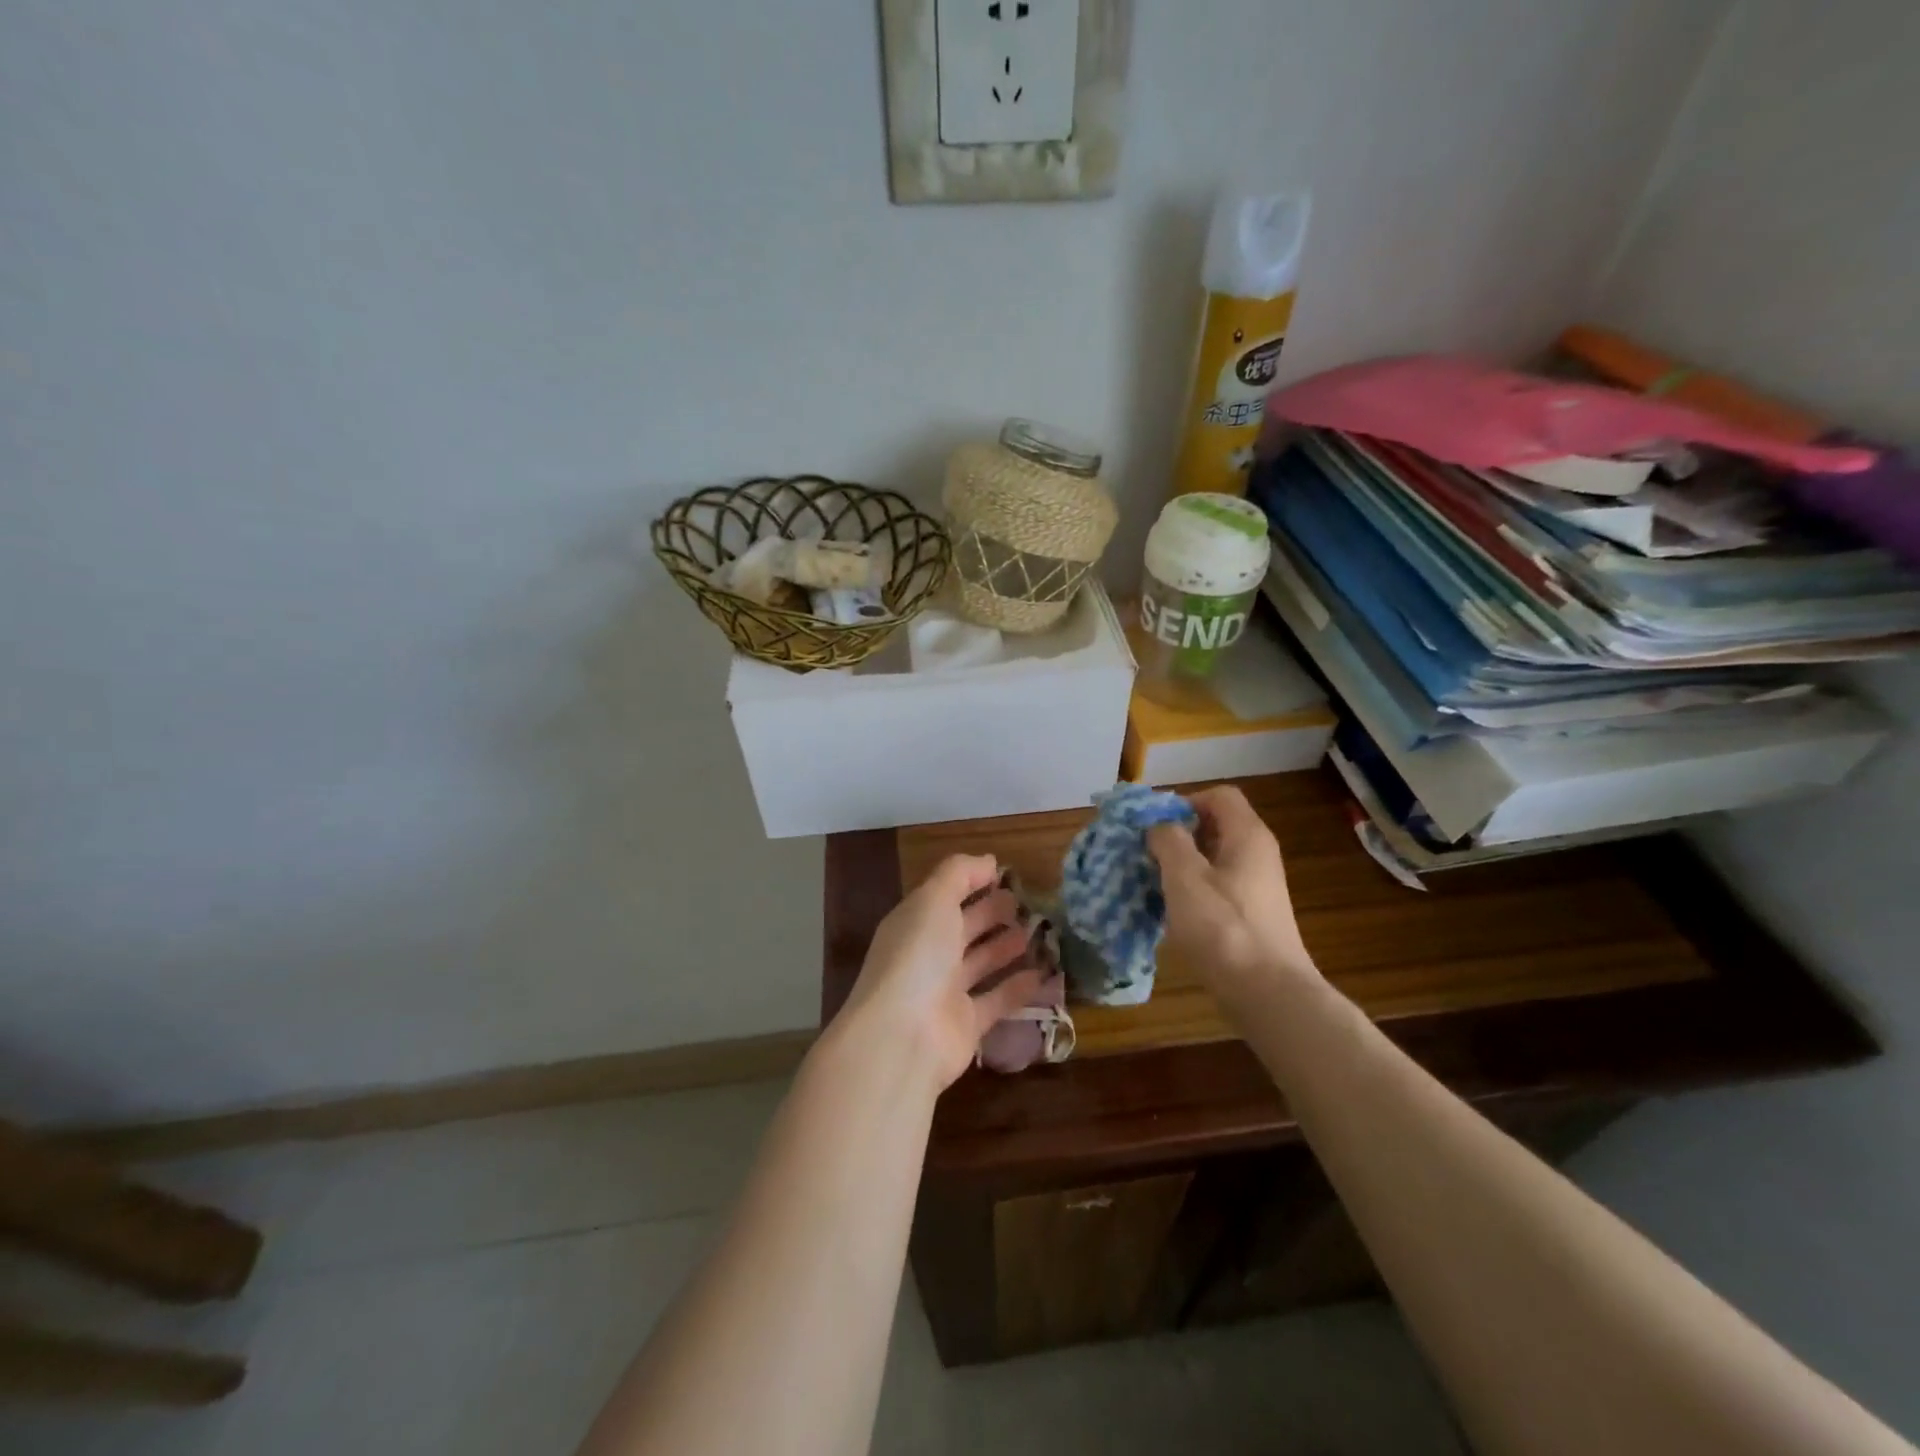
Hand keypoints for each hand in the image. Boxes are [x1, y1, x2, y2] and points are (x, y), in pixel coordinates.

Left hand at [839, 855, 1044, 1090]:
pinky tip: (1042, 973)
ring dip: (1005, 947)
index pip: (945, 895)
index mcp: (915, 922)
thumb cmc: (917, 957)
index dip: (972, 882)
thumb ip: (959, 874)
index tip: (1006, 874)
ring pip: (980, 963)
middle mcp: (928, 955)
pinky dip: (1017, 987)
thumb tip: (988, 860)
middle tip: (1026, 902)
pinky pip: (996, 1000)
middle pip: (963, 928)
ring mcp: (946, 991)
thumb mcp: (933, 900)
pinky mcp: (967, 1025)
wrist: (903, 1036)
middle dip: (991, 913)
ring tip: (1036, 932)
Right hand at [1147, 786, 1316, 997]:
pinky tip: (1171, 912)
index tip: (1155, 826)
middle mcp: (1257, 854)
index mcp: (1247, 836)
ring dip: (1180, 865)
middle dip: (1177, 834)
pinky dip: (1192, 890)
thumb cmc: (1223, 928)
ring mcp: (1257, 886)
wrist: (1268, 994)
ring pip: (1213, 858)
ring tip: (1152, 883)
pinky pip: (1217, 887)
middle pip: (1215, 825)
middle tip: (1146, 854)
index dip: (1184, 802)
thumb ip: (1168, 841)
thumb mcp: (1185, 877)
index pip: (1218, 795)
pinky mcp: (1251, 914)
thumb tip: (1159, 825)